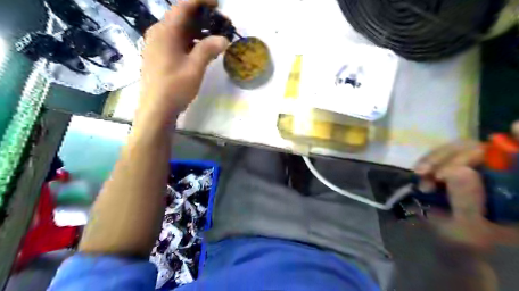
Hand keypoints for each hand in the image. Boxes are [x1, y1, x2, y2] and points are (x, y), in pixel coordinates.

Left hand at [138, 0, 228, 124]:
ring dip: (197, 31)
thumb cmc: (175, 87)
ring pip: (179, 30)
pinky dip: (190, 41)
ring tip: (215, 37)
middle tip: (221, 24)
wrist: (156, 109)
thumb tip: (223, 39)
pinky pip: (176, 41)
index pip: (183, 6)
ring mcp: (156, 45)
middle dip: (202, 18)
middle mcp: (158, 33)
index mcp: (165, 32)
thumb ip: (208, 49)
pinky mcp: (158, 56)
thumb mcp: (195, 67)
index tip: (218, 4)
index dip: (201, 1)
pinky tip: (201, 49)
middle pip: (181, 17)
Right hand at [416, 122, 518, 250]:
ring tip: (420, 174)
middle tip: (432, 175)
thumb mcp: (468, 231)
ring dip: (436, 158)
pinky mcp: (455, 167)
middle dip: (455, 158)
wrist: (448, 244)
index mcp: (515, 195)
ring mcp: (476, 169)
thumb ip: (467, 204)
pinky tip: (418, 171)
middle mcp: (500, 176)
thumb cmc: (464, 245)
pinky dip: (428, 160)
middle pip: (485, 149)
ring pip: (461, 148)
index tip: (516, 128)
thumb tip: (459, 170)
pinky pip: (443, 154)